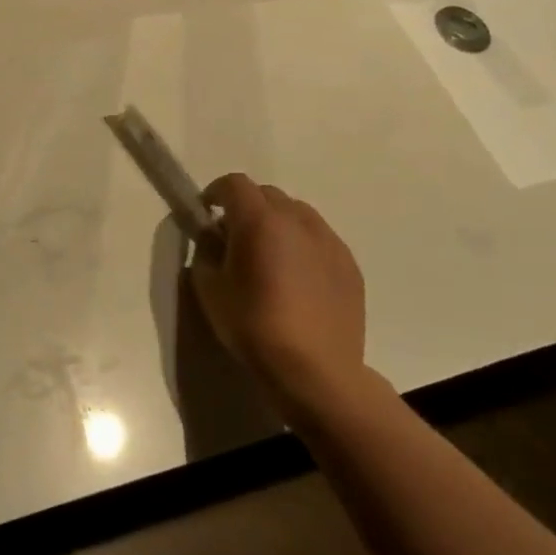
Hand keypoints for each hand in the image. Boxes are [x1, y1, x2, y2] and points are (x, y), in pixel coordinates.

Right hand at [189, 173, 368, 424]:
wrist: (315, 370)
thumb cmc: (253, 325)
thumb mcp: (209, 287)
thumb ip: (207, 250)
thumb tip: (214, 237)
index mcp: (259, 220)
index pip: (234, 184)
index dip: (215, 192)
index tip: (205, 213)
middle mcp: (298, 220)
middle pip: (267, 195)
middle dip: (246, 207)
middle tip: (234, 237)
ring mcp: (329, 241)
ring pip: (297, 214)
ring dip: (277, 223)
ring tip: (269, 255)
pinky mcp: (349, 264)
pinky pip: (319, 239)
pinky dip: (302, 244)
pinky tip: (296, 277)